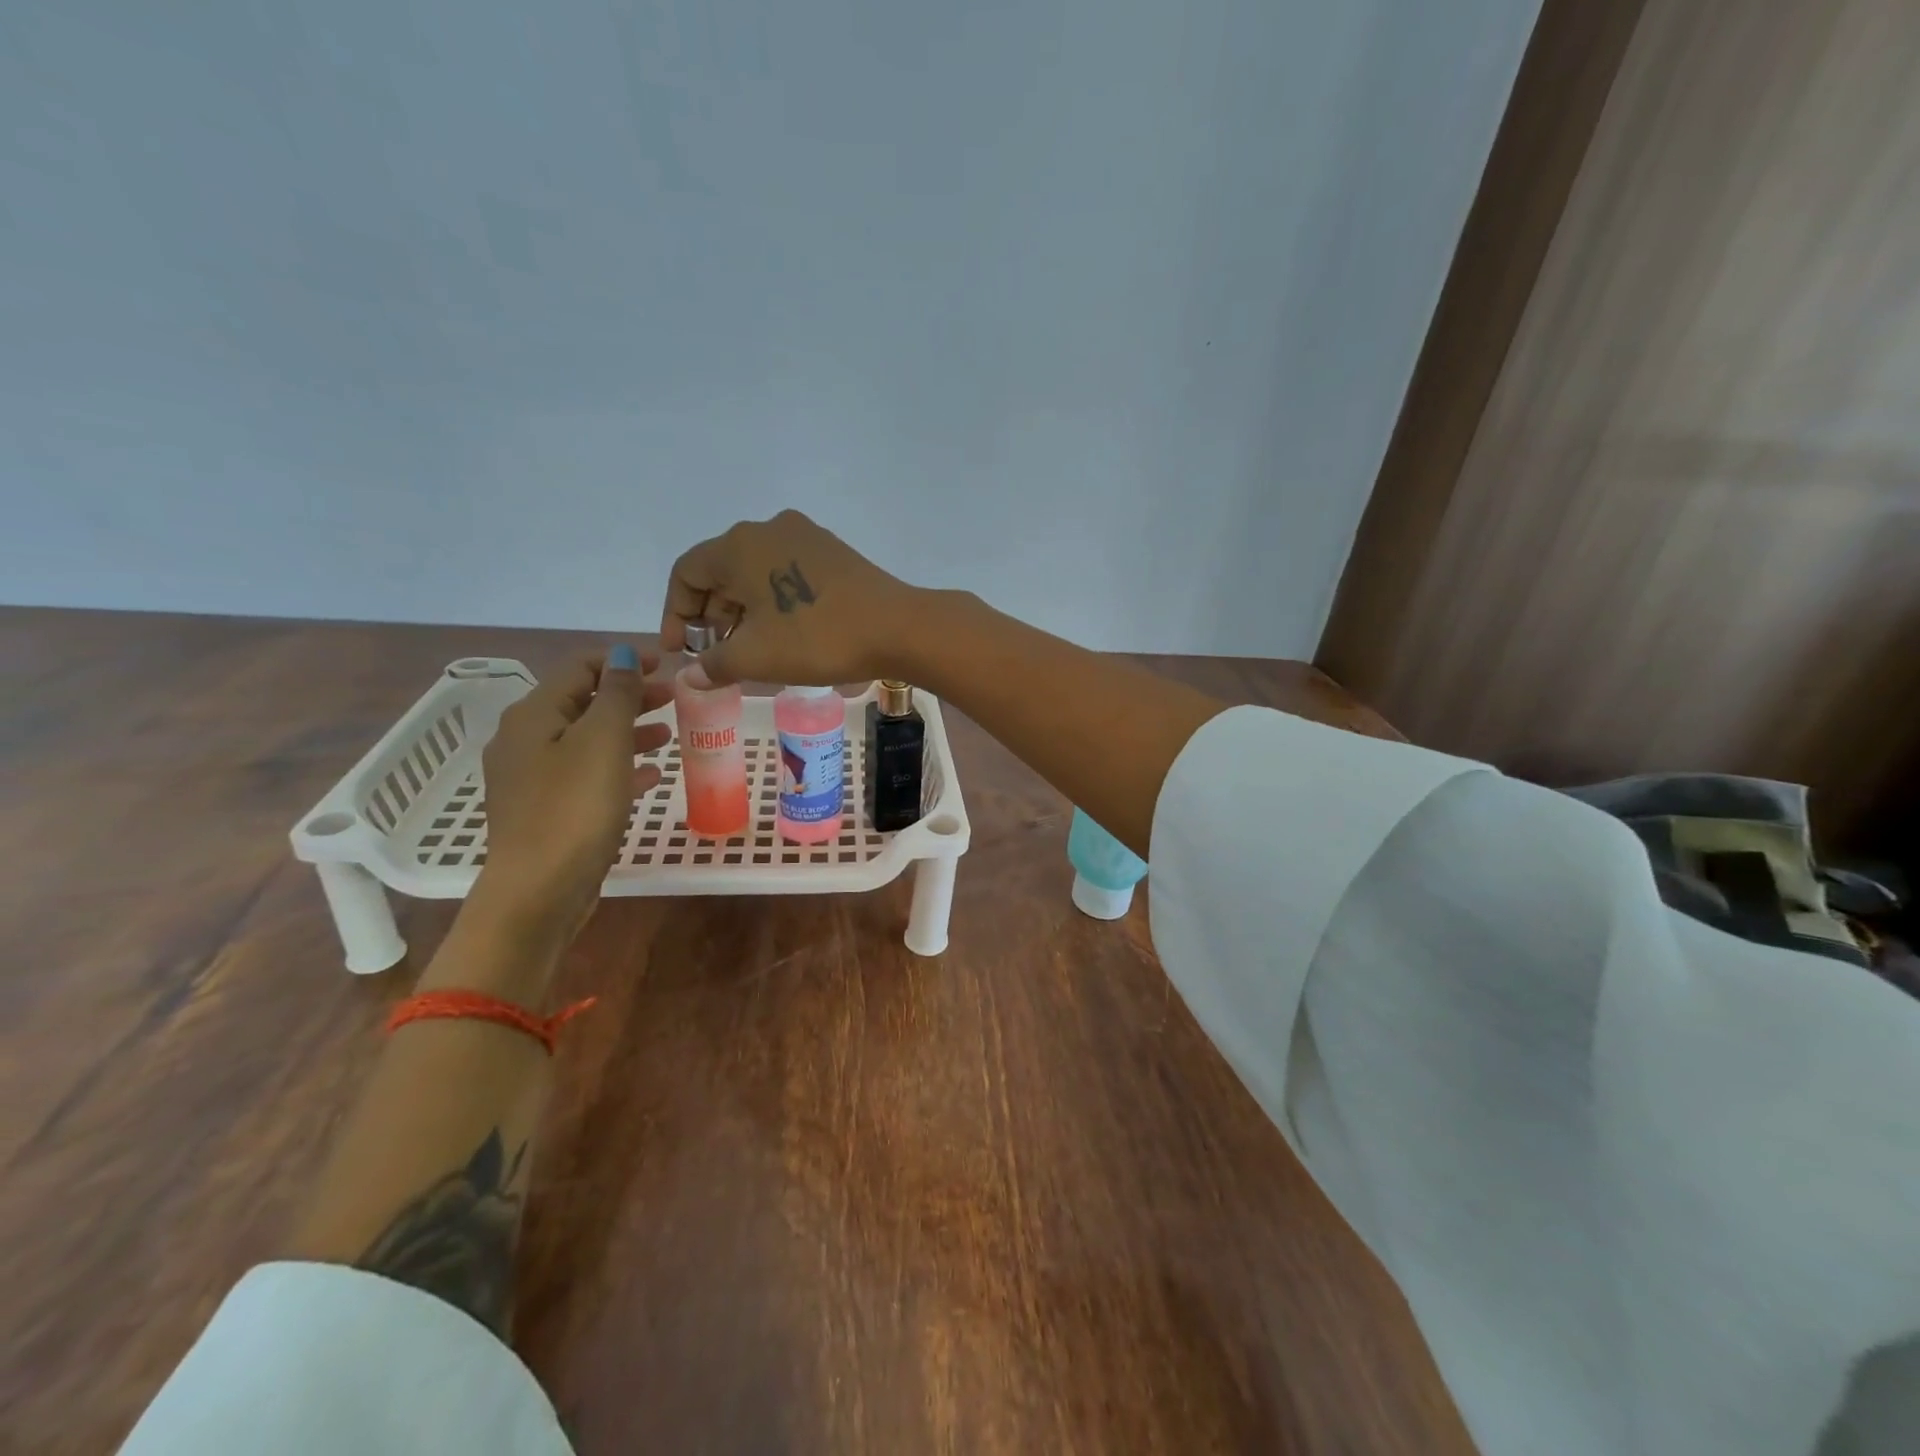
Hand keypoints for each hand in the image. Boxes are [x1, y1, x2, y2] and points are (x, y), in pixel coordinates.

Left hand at [474, 649, 672, 946]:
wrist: (538, 891)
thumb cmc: (574, 808)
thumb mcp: (604, 741)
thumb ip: (617, 693)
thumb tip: (623, 654)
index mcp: (533, 715)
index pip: (579, 668)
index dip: (623, 661)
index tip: (667, 666)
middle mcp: (524, 740)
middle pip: (582, 703)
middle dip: (629, 696)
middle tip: (673, 699)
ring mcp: (532, 779)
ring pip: (587, 740)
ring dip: (628, 731)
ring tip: (668, 736)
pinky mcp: (546, 811)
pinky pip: (586, 774)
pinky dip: (618, 767)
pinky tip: (649, 776)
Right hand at [661, 510, 921, 685]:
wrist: (897, 628)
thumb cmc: (816, 638)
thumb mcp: (756, 657)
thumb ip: (714, 664)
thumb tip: (689, 677)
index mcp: (739, 545)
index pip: (687, 573)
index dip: (676, 615)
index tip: (681, 653)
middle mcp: (768, 528)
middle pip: (721, 570)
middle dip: (710, 616)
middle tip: (714, 656)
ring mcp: (804, 536)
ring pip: (754, 572)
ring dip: (741, 611)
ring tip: (746, 651)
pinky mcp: (831, 551)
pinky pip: (784, 572)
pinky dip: (771, 602)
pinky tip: (779, 634)